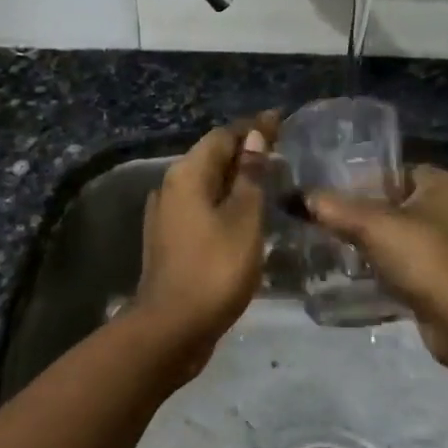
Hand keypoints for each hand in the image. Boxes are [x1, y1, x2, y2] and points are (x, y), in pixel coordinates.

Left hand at [129, 112, 277, 379]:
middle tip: (281, 151)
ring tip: (269, 181)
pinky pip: (201, 209)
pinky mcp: (170, 241)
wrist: (172, 327)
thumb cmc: (214, 269)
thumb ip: (251, 177)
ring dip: (235, 180)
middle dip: (245, 152)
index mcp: (187, 175)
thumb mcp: (244, 219)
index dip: (253, 127)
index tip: (280, 120)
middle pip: (211, 158)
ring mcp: (166, 216)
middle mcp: (170, 188)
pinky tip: (245, 215)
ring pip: (206, 186)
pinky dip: (225, 204)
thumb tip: (254, 138)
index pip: (222, 137)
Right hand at [307, 166, 447, 366]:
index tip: (326, 190)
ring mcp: (444, 243)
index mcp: (442, 183)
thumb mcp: (371, 225)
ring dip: (366, 239)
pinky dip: (377, 262)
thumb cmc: (422, 257)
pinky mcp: (436, 273)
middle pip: (390, 201)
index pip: (392, 170)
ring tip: (328, 240)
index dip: (359, 178)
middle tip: (321, 216)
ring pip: (393, 232)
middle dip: (358, 211)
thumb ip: (333, 208)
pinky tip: (350, 267)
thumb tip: (295, 197)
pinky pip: (398, 259)